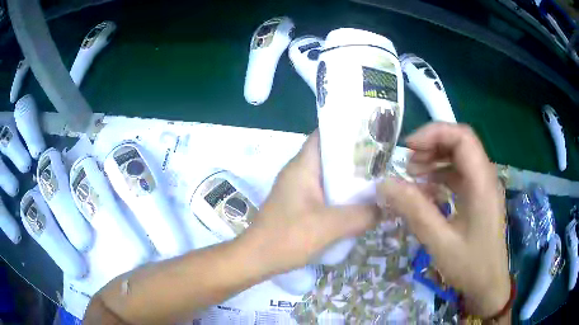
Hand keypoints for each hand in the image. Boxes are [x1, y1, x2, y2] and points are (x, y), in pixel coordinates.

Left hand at [241, 130, 379, 274]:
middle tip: (382, 162)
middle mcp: (299, 172)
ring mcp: (297, 189)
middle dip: (355, 158)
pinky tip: (358, 203)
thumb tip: (386, 207)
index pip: (324, 135)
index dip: (347, 131)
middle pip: (330, 155)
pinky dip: (341, 195)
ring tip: (376, 181)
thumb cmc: (288, 237)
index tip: (372, 136)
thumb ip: (362, 215)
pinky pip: (324, 192)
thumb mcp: (331, 226)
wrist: (257, 259)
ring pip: (328, 176)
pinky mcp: (299, 205)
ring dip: (349, 179)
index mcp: (302, 166)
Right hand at [378, 123, 509, 317]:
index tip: (409, 148)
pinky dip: (441, 176)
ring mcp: (483, 187)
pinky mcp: (479, 197)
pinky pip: (460, 176)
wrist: (488, 285)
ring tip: (413, 174)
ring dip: (436, 160)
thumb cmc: (469, 266)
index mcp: (482, 183)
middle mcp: (485, 177)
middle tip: (408, 163)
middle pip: (461, 144)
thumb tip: (385, 184)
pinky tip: (427, 190)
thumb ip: (414, 210)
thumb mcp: (440, 241)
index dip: (435, 133)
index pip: (462, 137)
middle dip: (432, 146)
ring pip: (460, 158)